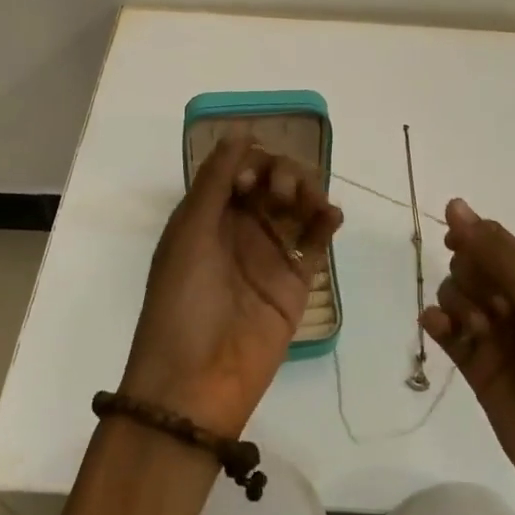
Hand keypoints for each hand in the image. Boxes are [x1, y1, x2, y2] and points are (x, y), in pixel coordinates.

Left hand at [119, 134, 343, 438]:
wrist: (195, 382)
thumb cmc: (182, 301)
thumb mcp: (190, 233)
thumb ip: (216, 181)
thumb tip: (240, 132)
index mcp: (208, 215)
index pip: (239, 169)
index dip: (251, 164)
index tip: (251, 181)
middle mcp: (240, 228)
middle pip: (272, 182)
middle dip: (282, 174)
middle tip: (281, 193)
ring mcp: (269, 254)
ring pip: (297, 206)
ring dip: (307, 192)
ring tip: (309, 204)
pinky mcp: (295, 281)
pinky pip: (314, 241)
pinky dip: (326, 222)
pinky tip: (331, 215)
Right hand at [422, 198, 514, 480]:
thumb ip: (496, 250)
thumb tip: (454, 205)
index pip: (491, 239)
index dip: (470, 237)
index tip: (457, 243)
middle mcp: (512, 298)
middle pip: (468, 264)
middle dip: (471, 278)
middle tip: (494, 306)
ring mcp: (490, 330)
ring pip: (453, 293)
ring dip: (458, 305)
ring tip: (479, 333)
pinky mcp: (472, 361)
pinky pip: (443, 328)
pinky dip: (437, 323)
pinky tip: (439, 329)